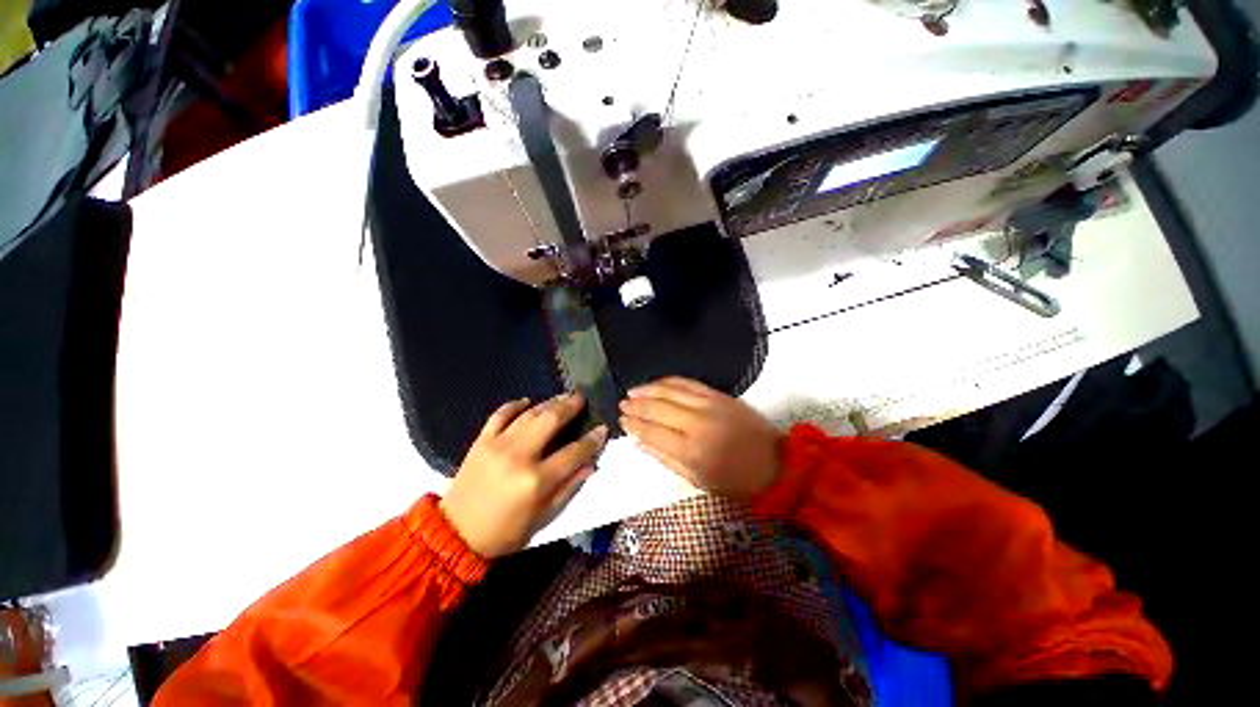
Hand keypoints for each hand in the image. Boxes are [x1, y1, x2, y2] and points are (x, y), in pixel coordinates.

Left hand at [440, 393, 607, 558]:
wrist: (455, 534)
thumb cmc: (505, 531)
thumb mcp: (543, 518)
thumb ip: (568, 488)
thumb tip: (590, 464)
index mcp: (536, 480)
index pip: (573, 453)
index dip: (591, 440)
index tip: (603, 428)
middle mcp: (519, 456)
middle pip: (551, 421)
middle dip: (570, 406)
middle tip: (581, 398)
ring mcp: (498, 444)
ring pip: (529, 414)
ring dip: (549, 402)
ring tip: (563, 396)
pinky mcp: (481, 441)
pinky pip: (499, 414)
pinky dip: (514, 405)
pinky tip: (527, 401)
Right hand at [619, 377, 783, 499]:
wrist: (776, 463)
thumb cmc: (736, 481)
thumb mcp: (698, 481)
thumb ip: (666, 460)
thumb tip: (639, 444)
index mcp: (692, 450)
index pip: (653, 432)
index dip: (634, 425)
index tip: (621, 420)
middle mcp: (698, 423)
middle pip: (658, 408)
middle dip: (636, 405)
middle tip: (622, 404)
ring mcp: (709, 405)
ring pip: (671, 391)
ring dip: (648, 389)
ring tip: (632, 391)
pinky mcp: (719, 395)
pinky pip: (689, 383)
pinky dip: (669, 381)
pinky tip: (657, 383)